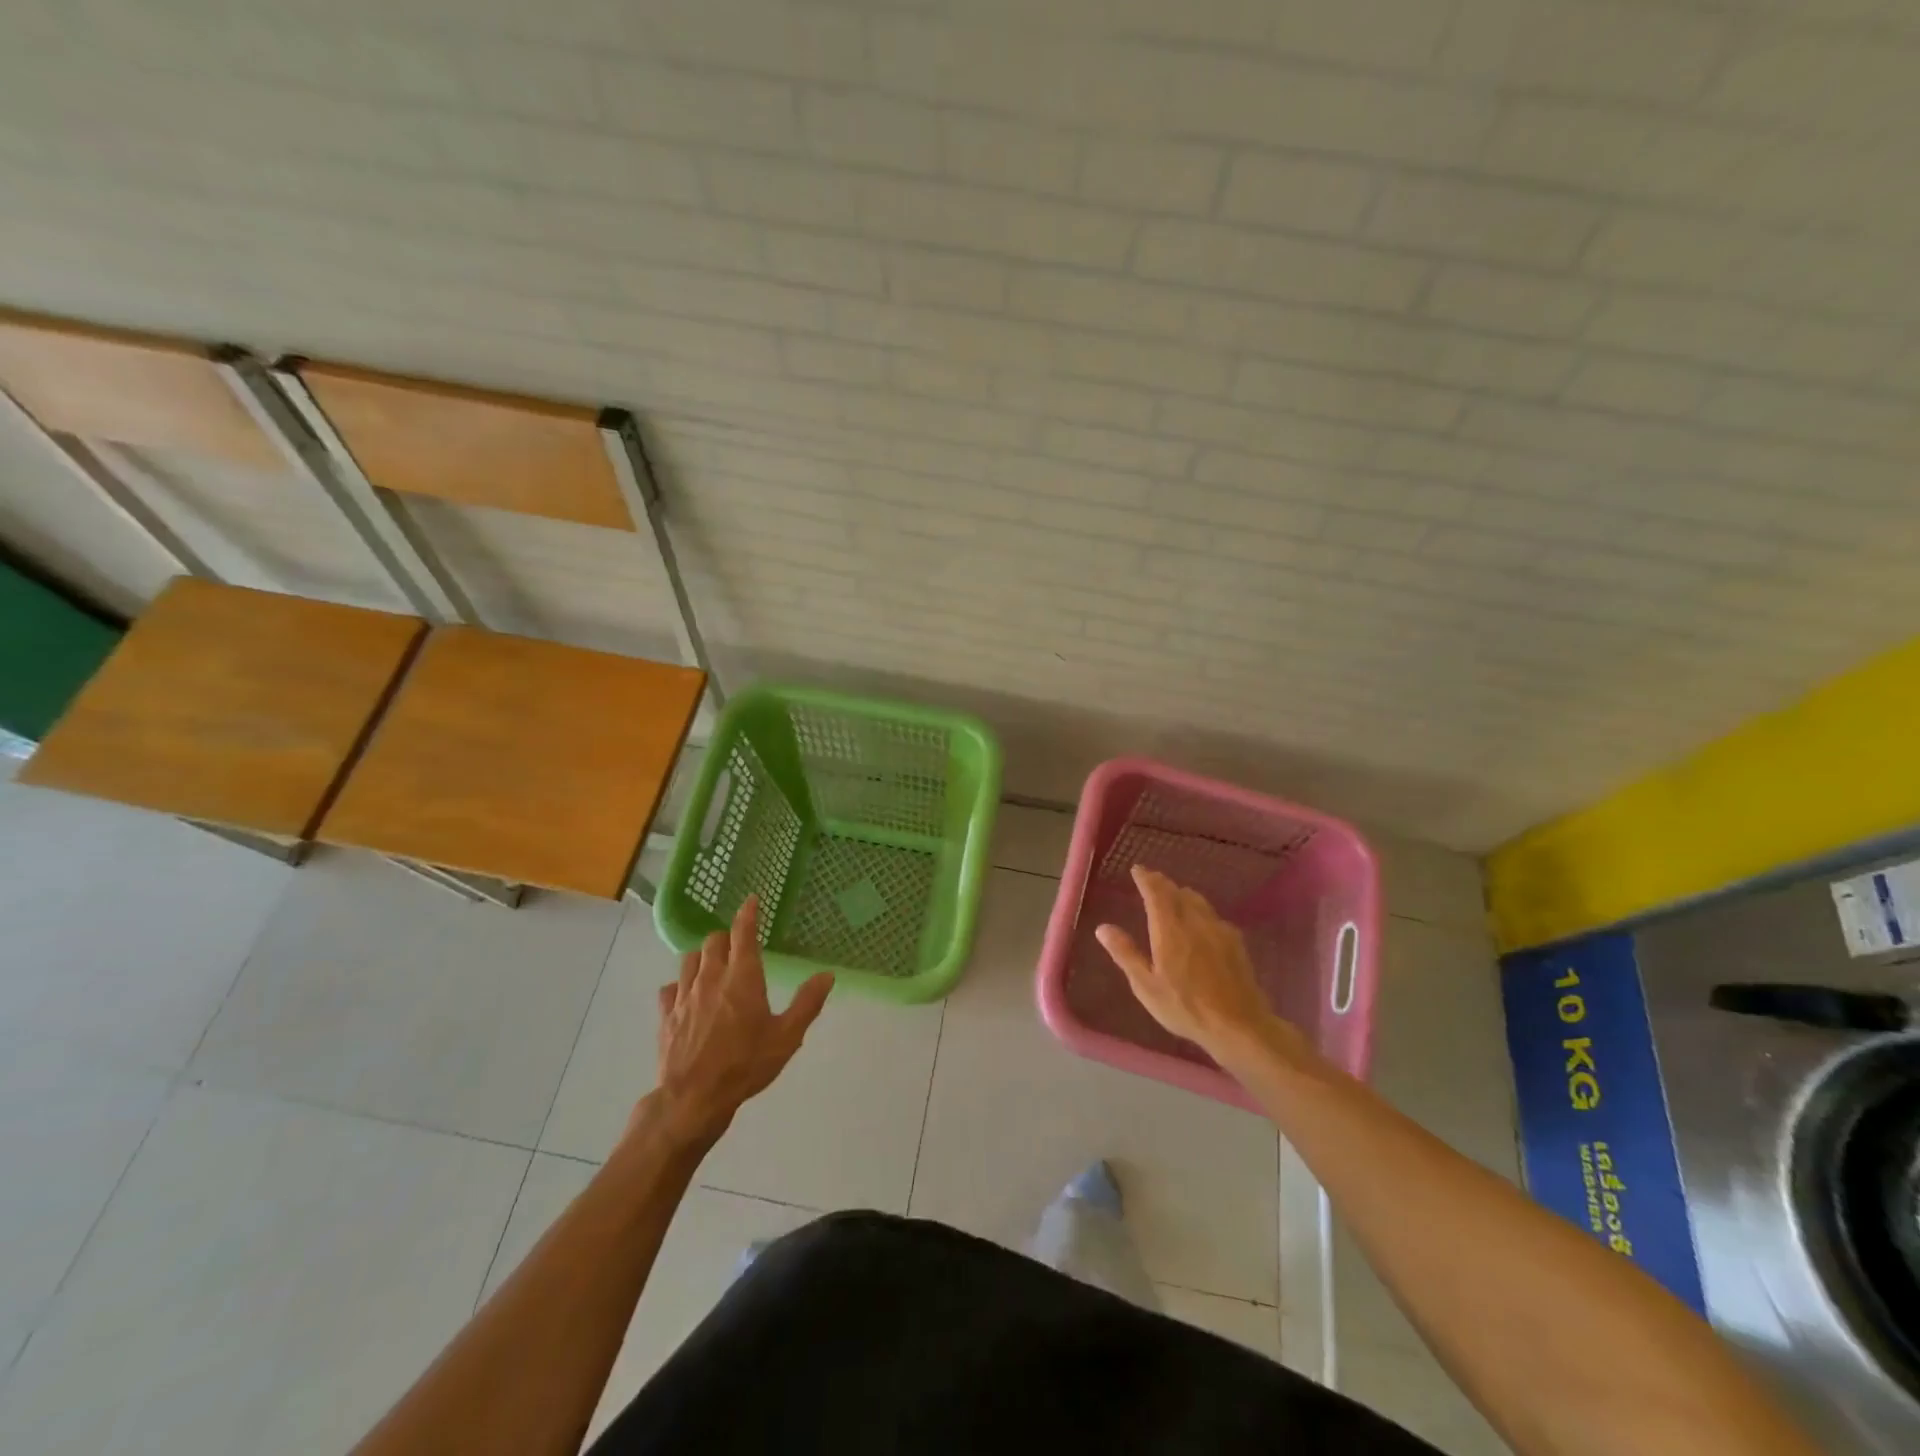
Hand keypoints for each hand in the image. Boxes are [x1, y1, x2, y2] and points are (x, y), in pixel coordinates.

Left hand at [646, 897, 832, 1148]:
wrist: (693, 1099)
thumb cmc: (745, 1065)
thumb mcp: (787, 1037)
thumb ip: (807, 1003)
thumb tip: (827, 975)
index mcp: (742, 978)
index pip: (744, 933)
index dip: (748, 913)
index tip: (751, 900)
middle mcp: (711, 978)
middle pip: (713, 941)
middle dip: (726, 937)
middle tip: (738, 946)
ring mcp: (684, 996)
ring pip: (689, 960)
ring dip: (703, 958)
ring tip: (713, 967)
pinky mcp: (666, 1016)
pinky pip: (670, 989)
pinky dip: (680, 986)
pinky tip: (688, 997)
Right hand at [1095, 866, 1305, 1071]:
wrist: (1239, 1025)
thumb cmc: (1185, 1007)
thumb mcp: (1146, 986)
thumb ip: (1125, 953)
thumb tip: (1103, 928)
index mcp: (1169, 929)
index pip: (1156, 892)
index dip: (1146, 878)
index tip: (1137, 869)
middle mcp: (1195, 921)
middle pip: (1178, 892)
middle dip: (1162, 883)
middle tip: (1151, 881)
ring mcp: (1219, 930)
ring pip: (1198, 901)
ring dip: (1182, 894)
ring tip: (1173, 897)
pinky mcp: (1236, 942)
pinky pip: (1213, 915)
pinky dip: (1200, 911)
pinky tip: (1200, 924)